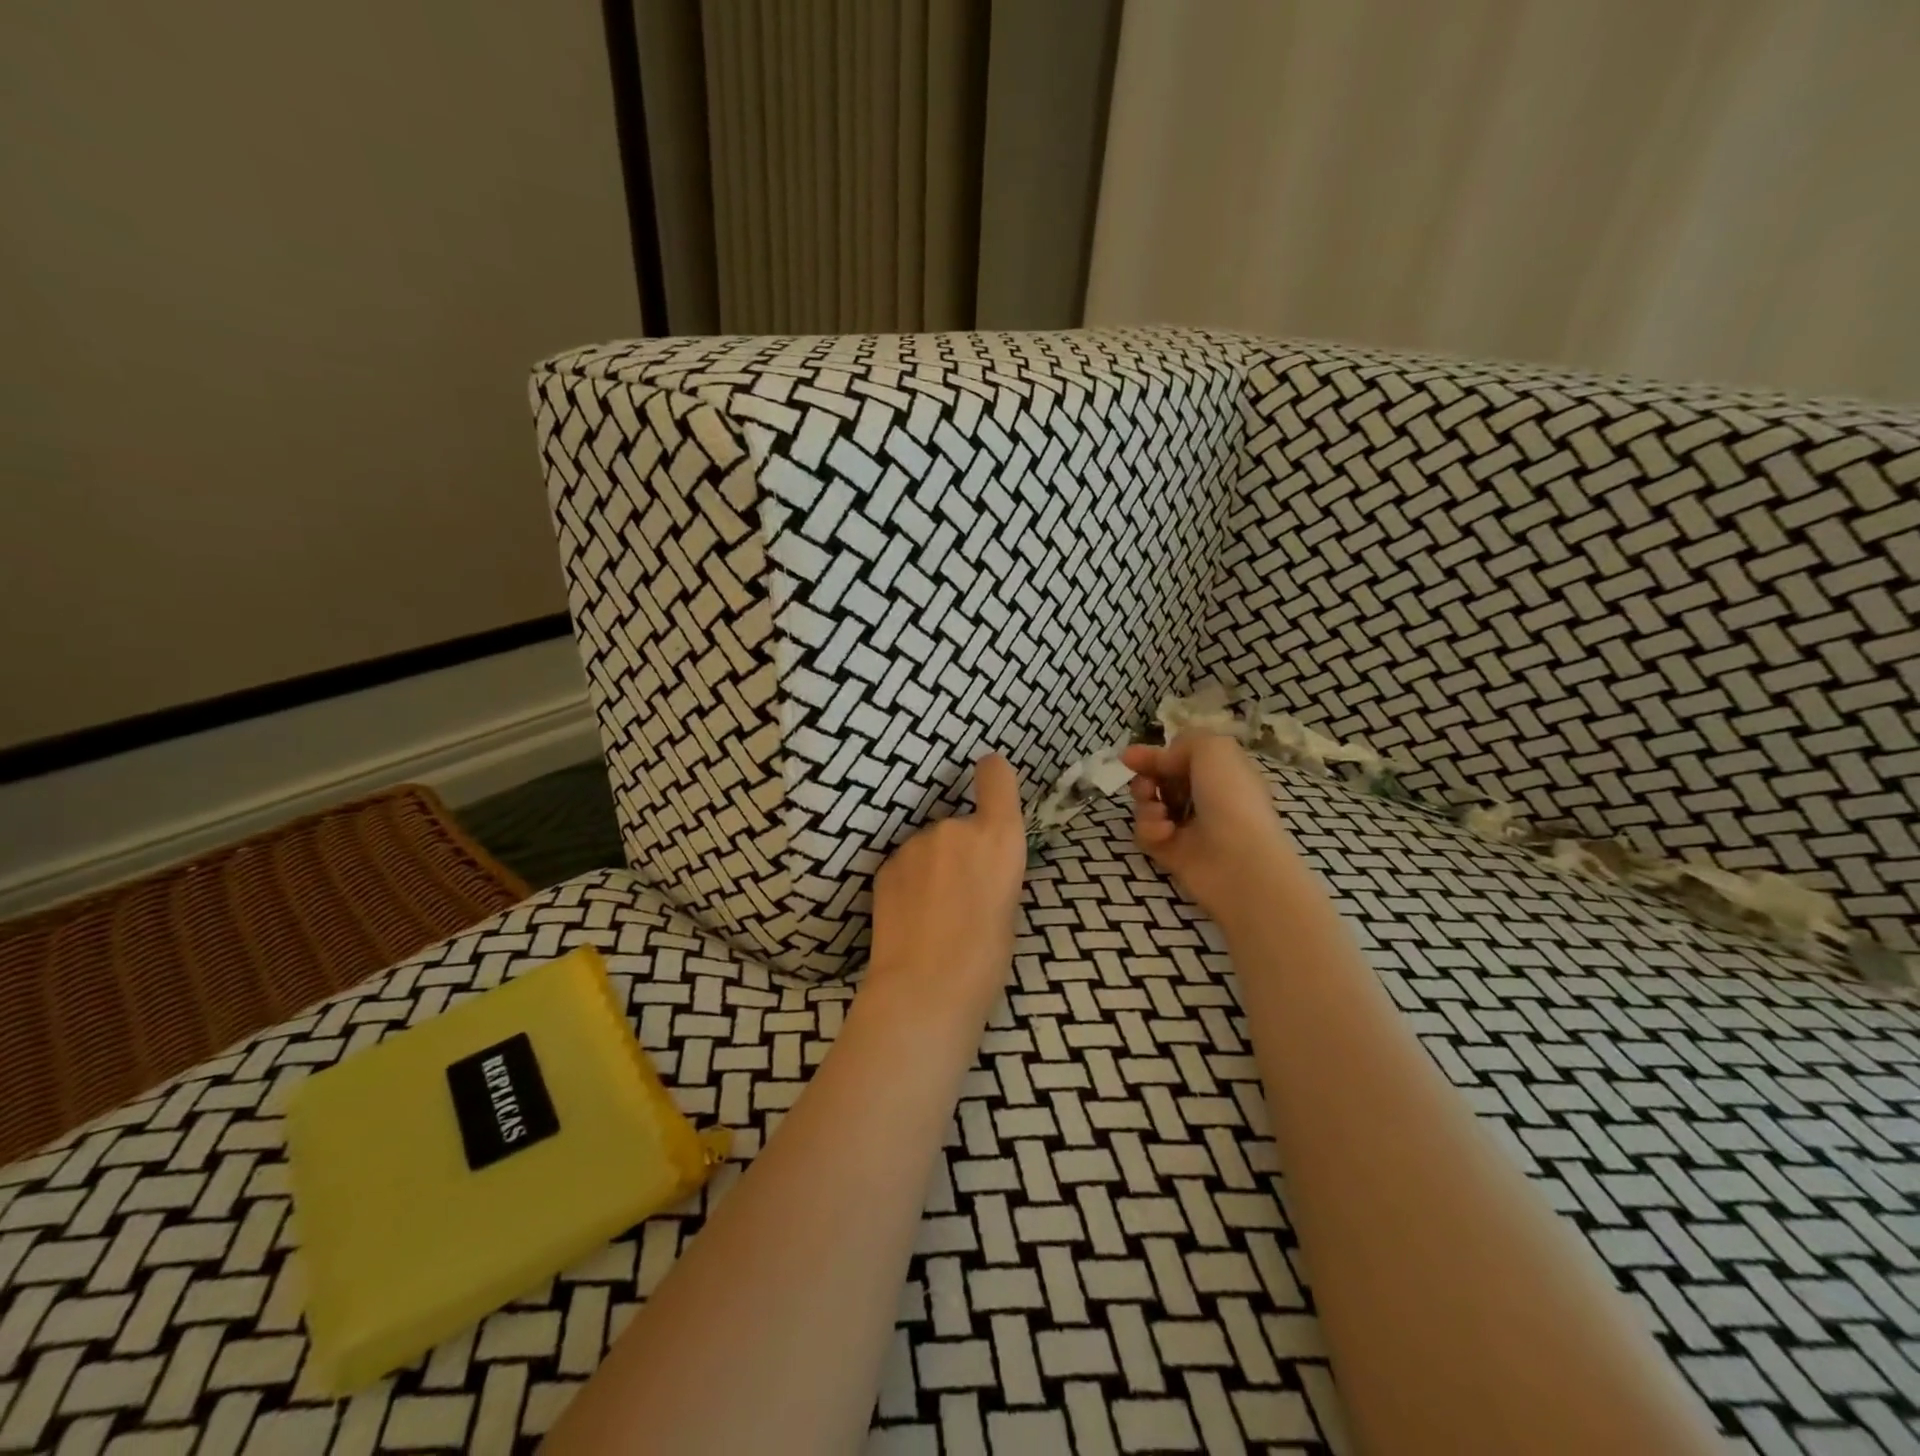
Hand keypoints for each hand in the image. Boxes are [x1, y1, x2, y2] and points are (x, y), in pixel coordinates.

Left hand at [865, 754, 1027, 1024]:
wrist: (925, 989)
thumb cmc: (986, 959)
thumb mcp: (1008, 906)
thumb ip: (995, 869)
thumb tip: (980, 866)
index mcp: (999, 837)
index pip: (996, 774)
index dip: (993, 775)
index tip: (989, 780)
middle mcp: (956, 827)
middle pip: (960, 823)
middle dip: (960, 848)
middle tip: (961, 893)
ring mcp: (916, 843)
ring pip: (929, 846)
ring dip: (932, 865)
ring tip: (932, 911)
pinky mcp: (886, 864)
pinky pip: (906, 864)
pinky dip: (909, 881)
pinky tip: (910, 916)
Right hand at [1122, 732, 1292, 927]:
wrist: (1238, 859)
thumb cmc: (1230, 797)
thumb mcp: (1213, 749)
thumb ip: (1182, 743)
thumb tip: (1160, 760)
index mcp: (1220, 773)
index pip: (1180, 758)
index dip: (1157, 755)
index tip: (1130, 757)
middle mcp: (1205, 799)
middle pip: (1159, 781)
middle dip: (1145, 779)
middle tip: (1146, 786)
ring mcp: (1188, 828)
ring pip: (1148, 806)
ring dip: (1145, 804)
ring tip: (1158, 810)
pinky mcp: (1172, 853)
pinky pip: (1146, 834)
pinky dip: (1150, 829)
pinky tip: (1165, 833)